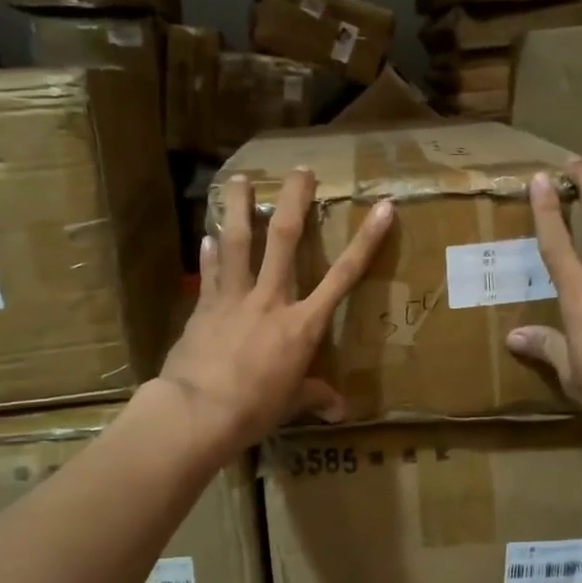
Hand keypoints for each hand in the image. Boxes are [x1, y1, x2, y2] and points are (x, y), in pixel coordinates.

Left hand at [157, 168, 393, 455]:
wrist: (199, 411)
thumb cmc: (254, 409)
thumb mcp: (291, 404)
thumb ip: (315, 398)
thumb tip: (340, 412)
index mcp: (302, 325)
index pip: (343, 276)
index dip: (366, 241)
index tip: (383, 208)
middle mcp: (270, 300)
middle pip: (284, 239)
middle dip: (294, 201)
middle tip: (299, 170)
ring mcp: (234, 298)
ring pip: (237, 242)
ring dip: (237, 207)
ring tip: (237, 178)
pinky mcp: (204, 307)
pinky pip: (209, 273)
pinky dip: (208, 254)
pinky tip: (205, 236)